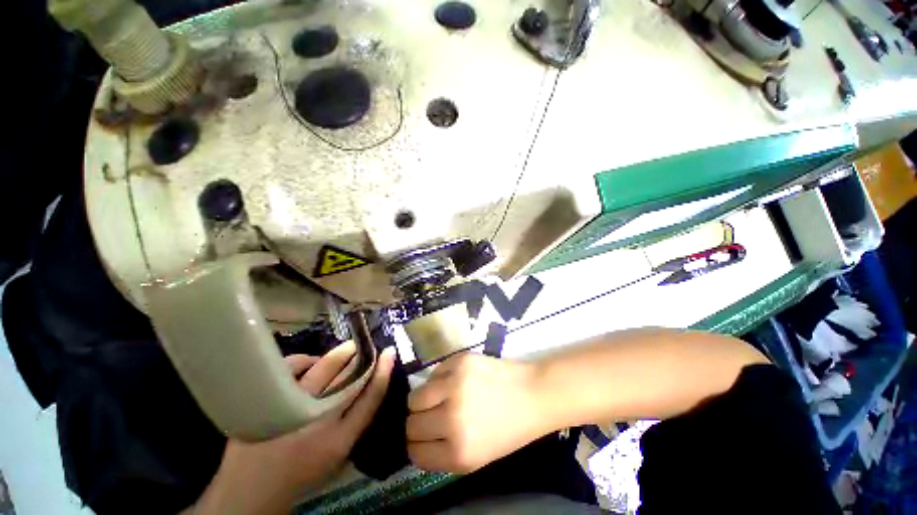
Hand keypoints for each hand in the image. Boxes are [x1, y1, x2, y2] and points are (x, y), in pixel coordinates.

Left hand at [192, 343, 395, 514]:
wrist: (251, 490)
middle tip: (365, 347)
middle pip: (350, 377)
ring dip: (340, 354)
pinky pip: (292, 367)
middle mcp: (319, 422)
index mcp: (339, 441)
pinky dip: (305, 360)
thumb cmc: (302, 472)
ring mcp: (292, 409)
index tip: (388, 352)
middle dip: (361, 357)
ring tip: (346, 349)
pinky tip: (310, 362)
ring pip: (325, 368)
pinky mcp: (268, 401)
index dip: (382, 372)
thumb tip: (369, 382)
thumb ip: (355, 421)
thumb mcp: (338, 454)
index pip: (370, 398)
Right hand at [406, 353, 548, 473]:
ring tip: (439, 397)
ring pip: (415, 397)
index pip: (414, 452)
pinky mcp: (459, 362)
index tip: (423, 438)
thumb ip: (442, 454)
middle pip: (411, 423)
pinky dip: (438, 380)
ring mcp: (454, 385)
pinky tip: (455, 381)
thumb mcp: (476, 458)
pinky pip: (433, 374)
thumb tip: (415, 441)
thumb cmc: (507, 430)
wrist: (531, 394)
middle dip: (417, 423)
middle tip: (431, 416)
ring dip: (423, 400)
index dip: (417, 445)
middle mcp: (452, 419)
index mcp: (459, 452)